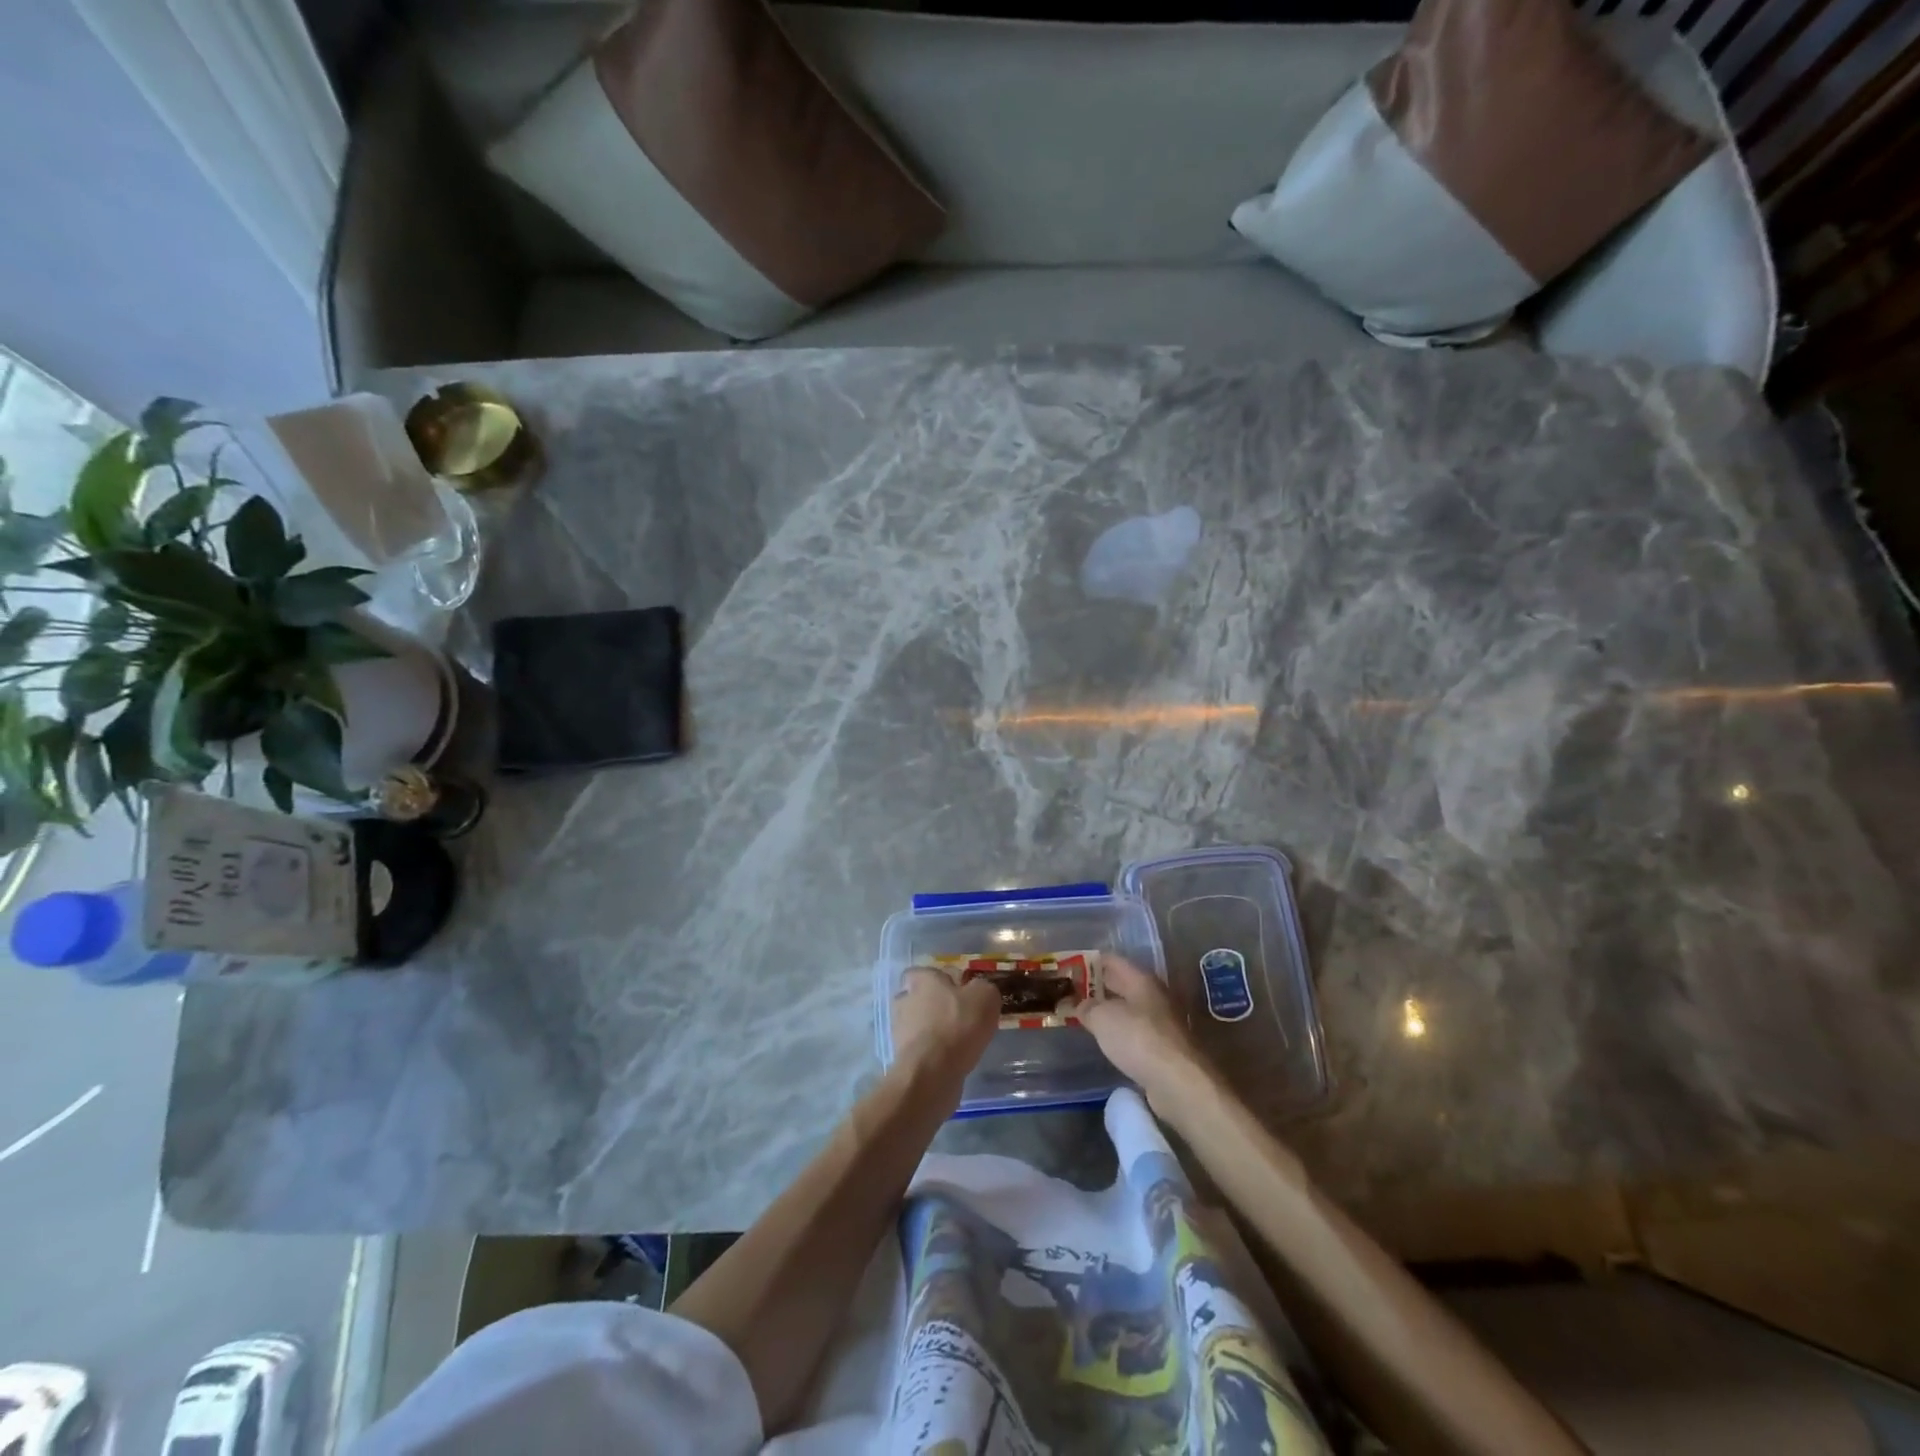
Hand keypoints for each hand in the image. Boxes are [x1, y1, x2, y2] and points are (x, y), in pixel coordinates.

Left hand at [891, 968, 998, 1073]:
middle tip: (960, 1016)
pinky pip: (921, 1048)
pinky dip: (933, 1052)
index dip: (938, 979)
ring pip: (918, 1024)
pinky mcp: (903, 1057)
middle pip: (919, 998)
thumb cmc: (958, 1025)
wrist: (932, 1072)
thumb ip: (983, 987)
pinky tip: (952, 1058)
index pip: (922, 972)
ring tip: (959, 1041)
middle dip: (936, 1005)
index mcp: (922, 980)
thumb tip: (978, 990)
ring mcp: (900, 1030)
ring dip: (934, 1030)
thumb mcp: (985, 997)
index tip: (956, 990)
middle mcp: (905, 1000)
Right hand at [1078, 955, 1215, 1119]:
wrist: (1178, 1082)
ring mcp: (1162, 1023)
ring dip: (1109, 1012)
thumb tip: (1082, 1005)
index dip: (1091, 961)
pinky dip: (1120, 1033)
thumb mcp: (1103, 1018)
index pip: (1113, 961)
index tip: (1071, 967)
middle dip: (1098, 987)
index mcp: (1142, 980)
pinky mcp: (1164, 1049)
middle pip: (1122, 984)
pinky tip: (1107, 1041)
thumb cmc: (1138, 1038)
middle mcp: (1154, 996)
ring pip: (1129, 1010)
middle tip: (1072, 992)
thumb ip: (1088, 1008)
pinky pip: (1135, 1033)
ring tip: (1085, 1016)